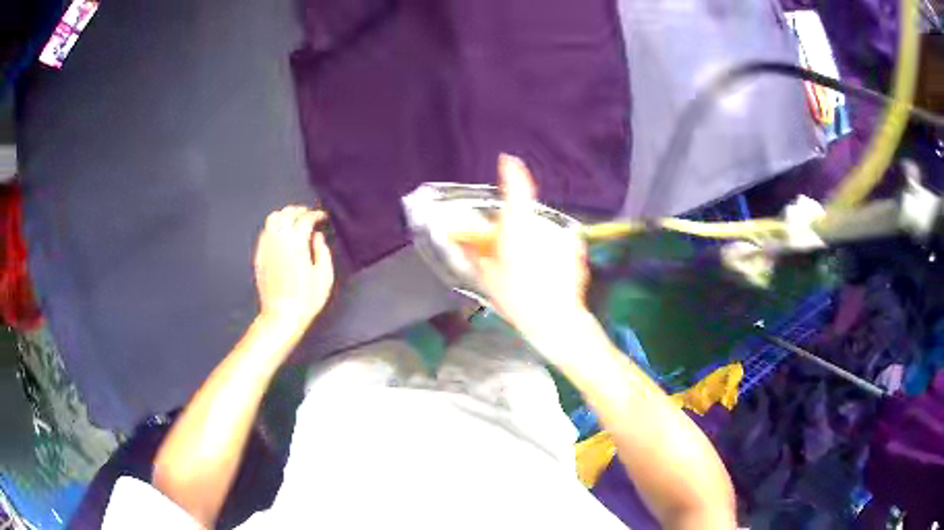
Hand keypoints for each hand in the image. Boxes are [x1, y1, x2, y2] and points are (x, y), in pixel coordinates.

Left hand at [254, 206, 333, 332]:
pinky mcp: (259, 256)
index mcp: (296, 242)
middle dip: (298, 210)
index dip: (316, 214)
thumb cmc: (306, 299)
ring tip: (294, 221)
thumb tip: (317, 236)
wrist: (281, 315)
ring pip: (272, 219)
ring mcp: (266, 247)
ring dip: (285, 216)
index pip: (305, 218)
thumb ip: (322, 251)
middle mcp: (279, 240)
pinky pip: (265, 233)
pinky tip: (281, 236)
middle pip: (286, 213)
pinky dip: (274, 228)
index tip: (323, 217)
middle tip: (308, 214)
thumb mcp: (324, 276)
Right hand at [456, 154, 589, 341]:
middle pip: (525, 217)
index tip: (507, 160)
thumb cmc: (517, 298)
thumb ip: (475, 253)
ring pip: (540, 233)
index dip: (511, 172)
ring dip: (531, 243)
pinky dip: (548, 254)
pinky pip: (555, 245)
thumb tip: (462, 239)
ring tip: (527, 271)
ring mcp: (562, 238)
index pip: (517, 189)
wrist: (557, 321)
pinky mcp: (575, 250)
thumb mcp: (487, 277)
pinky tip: (545, 275)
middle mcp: (543, 226)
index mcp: (519, 228)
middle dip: (514, 229)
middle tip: (505, 252)